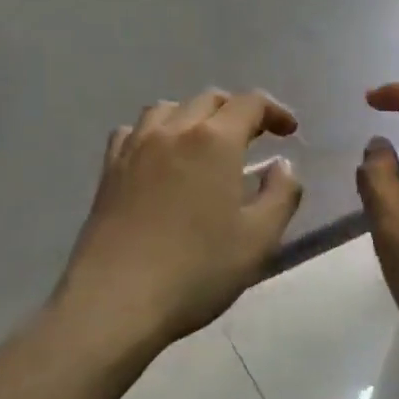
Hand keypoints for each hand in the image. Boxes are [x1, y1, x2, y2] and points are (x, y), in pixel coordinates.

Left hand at [56, 89, 304, 350]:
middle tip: (253, 138)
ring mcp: (136, 146)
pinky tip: (159, 158)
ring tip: (204, 143)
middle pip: (209, 99)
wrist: (116, 299)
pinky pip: (133, 131)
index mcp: (215, 140)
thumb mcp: (259, 239)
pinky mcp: (109, 169)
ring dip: (194, 115)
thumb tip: (283, 165)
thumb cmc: (197, 269)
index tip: (289, 132)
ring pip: (168, 108)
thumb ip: (281, 194)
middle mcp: (174, 130)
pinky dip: (155, 133)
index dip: (274, 111)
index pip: (250, 103)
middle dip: (236, 110)